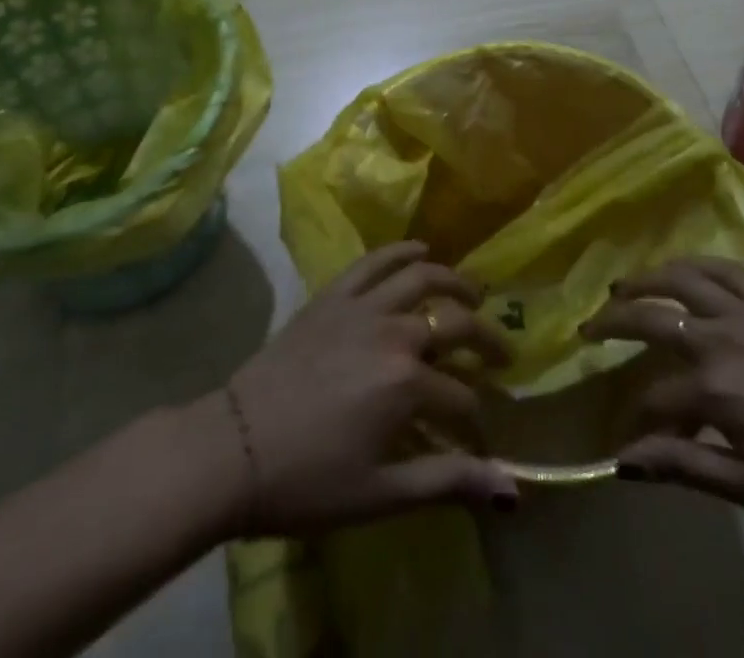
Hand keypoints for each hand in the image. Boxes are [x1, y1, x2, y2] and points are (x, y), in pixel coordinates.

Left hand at [219, 241, 518, 536]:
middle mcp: (394, 332)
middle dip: (486, 340)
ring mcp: (362, 306)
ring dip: (454, 282)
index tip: (479, 439)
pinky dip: (402, 251)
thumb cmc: (306, 480)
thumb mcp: (380, 494)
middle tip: (502, 353)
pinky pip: (375, 261)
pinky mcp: (334, 295)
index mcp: (407, 383)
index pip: (461, 397)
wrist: (232, 447)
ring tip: (473, 293)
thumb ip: (447, 483)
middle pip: (455, 324)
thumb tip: (511, 489)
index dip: (476, 421)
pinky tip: (420, 250)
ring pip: (422, 278)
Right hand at [580, 257, 743, 528]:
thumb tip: (625, 461)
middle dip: (612, 323)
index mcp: (716, 389)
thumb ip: (687, 467)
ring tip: (621, 286)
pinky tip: (679, 268)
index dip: (634, 418)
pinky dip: (694, 263)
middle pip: (652, 318)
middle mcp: (722, 337)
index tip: (623, 434)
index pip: (654, 398)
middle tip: (587, 327)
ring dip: (645, 279)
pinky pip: (724, 268)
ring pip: (681, 278)